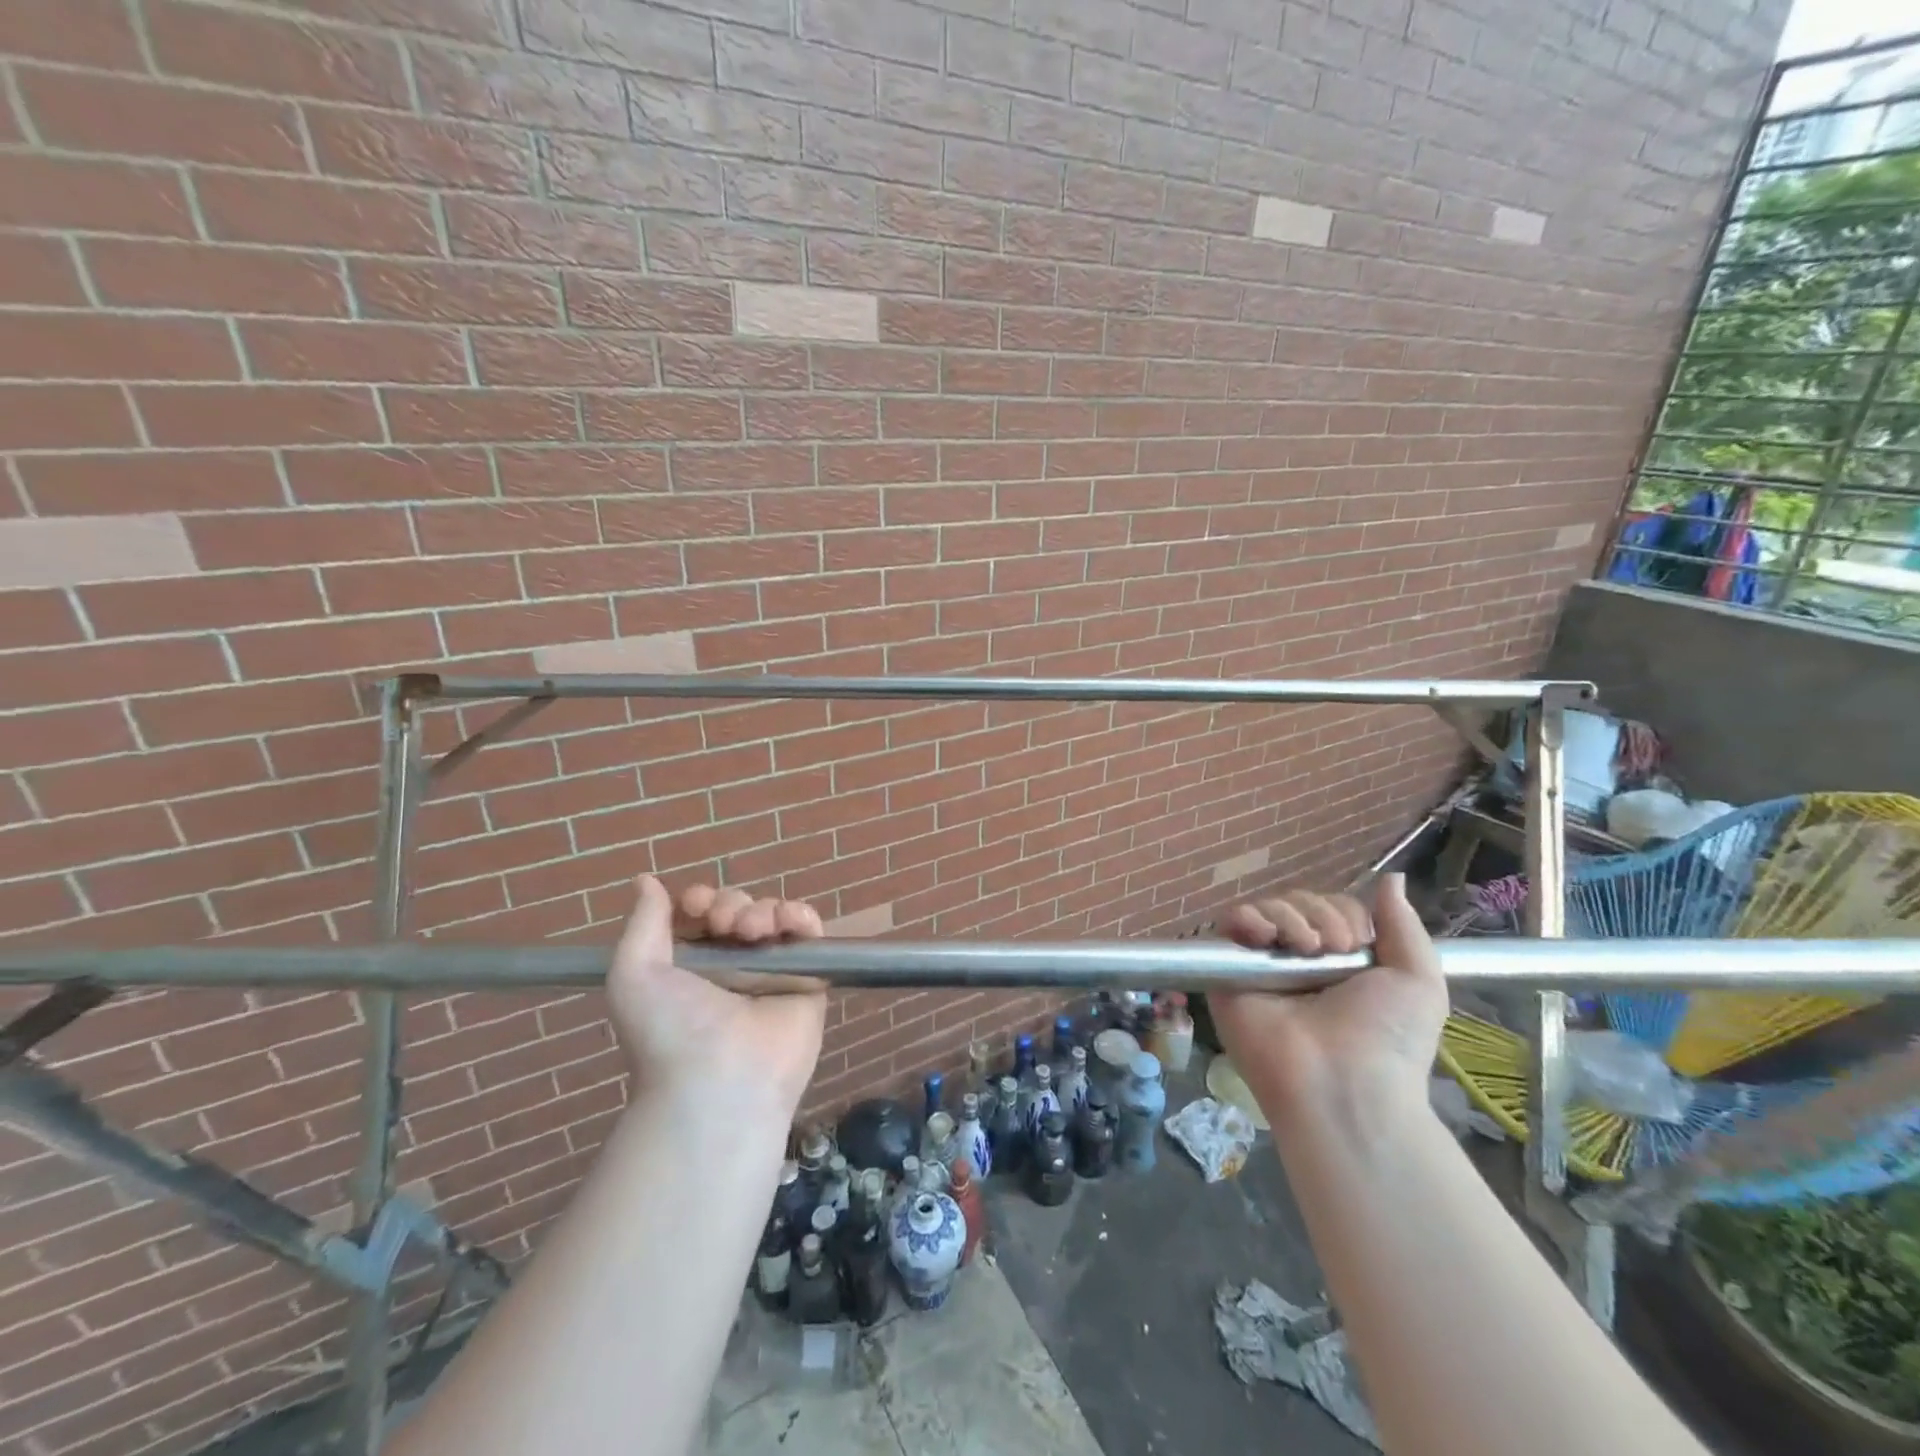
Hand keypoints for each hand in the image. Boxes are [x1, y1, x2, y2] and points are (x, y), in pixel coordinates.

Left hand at [607, 876, 826, 1115]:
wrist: (718, 1083)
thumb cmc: (669, 1030)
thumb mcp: (634, 975)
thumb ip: (644, 923)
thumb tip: (645, 880)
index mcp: (690, 965)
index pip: (702, 914)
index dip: (700, 899)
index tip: (695, 906)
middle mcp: (731, 966)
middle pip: (739, 909)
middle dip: (731, 905)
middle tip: (725, 925)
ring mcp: (771, 971)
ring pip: (773, 915)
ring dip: (763, 909)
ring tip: (754, 931)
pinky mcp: (807, 978)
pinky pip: (809, 933)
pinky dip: (802, 916)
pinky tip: (789, 920)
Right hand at [1209, 873, 1444, 1129]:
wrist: (1344, 1084)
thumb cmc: (1388, 1037)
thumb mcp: (1418, 980)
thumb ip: (1403, 925)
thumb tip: (1391, 877)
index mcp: (1337, 962)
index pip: (1329, 909)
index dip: (1343, 913)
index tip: (1358, 942)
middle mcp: (1297, 961)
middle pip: (1297, 903)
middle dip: (1319, 915)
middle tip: (1333, 949)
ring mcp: (1261, 967)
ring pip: (1265, 908)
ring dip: (1289, 917)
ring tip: (1305, 950)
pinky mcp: (1228, 973)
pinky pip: (1228, 924)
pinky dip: (1247, 918)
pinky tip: (1266, 937)